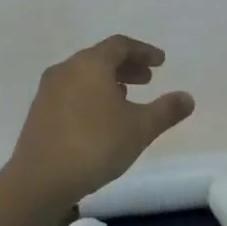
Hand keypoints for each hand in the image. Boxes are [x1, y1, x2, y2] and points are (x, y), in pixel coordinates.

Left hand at [7, 35, 194, 207]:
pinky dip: (91, 95)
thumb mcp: (140, 128)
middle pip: (100, 58)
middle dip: (126, 66)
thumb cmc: (95, 146)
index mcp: (91, 64)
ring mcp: (48, 90)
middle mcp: (66, 69)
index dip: (144, 51)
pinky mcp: (38, 112)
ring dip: (108, 81)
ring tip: (126, 98)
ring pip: (84, 76)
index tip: (161, 62)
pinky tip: (101, 118)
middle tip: (147, 80)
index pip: (120, 45)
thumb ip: (166, 110)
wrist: (40, 180)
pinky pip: (71, 92)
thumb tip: (188, 98)